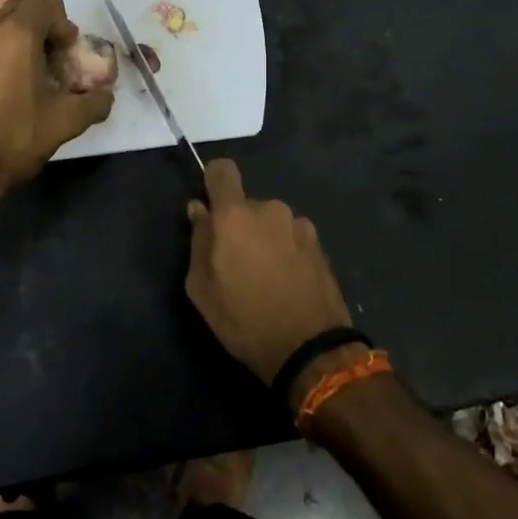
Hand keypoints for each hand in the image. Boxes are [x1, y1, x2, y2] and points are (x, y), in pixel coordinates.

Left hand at [0, 0, 114, 195]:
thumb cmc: (16, 137)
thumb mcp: (66, 122)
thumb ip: (95, 102)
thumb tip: (105, 96)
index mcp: (15, 34)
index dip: (63, 22)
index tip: (65, 53)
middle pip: (21, 8)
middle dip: (41, 28)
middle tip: (51, 62)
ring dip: (18, 42)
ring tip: (27, 78)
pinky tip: (2, 92)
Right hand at [185, 159, 351, 387]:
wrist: (308, 348)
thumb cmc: (243, 318)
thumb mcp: (201, 288)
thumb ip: (198, 241)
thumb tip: (199, 211)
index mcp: (234, 215)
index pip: (222, 170)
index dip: (212, 182)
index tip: (210, 207)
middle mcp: (269, 209)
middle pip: (246, 205)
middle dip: (239, 225)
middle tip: (236, 263)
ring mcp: (299, 225)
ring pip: (271, 222)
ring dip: (265, 239)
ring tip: (266, 278)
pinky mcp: (319, 244)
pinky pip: (292, 238)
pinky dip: (286, 252)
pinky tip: (288, 283)